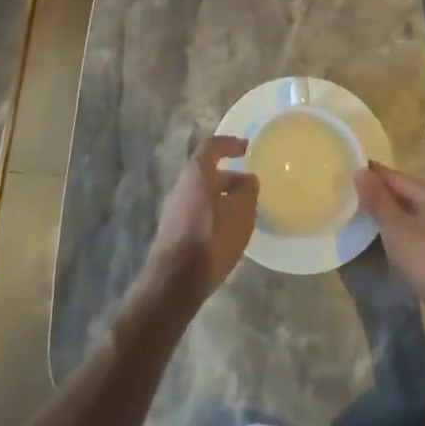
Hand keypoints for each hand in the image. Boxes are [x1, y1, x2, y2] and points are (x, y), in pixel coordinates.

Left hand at [141, 136, 258, 313]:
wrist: (175, 282)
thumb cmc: (212, 239)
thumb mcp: (241, 212)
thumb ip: (247, 190)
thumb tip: (248, 179)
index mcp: (196, 174)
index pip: (212, 146)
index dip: (230, 143)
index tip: (247, 147)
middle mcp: (181, 187)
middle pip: (207, 172)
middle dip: (229, 175)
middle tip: (250, 184)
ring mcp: (174, 210)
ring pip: (203, 194)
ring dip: (223, 196)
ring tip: (244, 210)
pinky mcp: (174, 232)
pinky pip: (198, 212)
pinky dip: (214, 213)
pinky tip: (228, 231)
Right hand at [355, 164, 424, 315]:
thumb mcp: (395, 228)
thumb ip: (378, 200)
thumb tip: (361, 170)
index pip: (394, 176)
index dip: (371, 174)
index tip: (349, 173)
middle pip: (406, 193)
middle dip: (382, 195)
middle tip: (353, 198)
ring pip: (415, 214)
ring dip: (394, 216)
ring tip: (368, 221)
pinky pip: (422, 233)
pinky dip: (405, 233)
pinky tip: (395, 244)